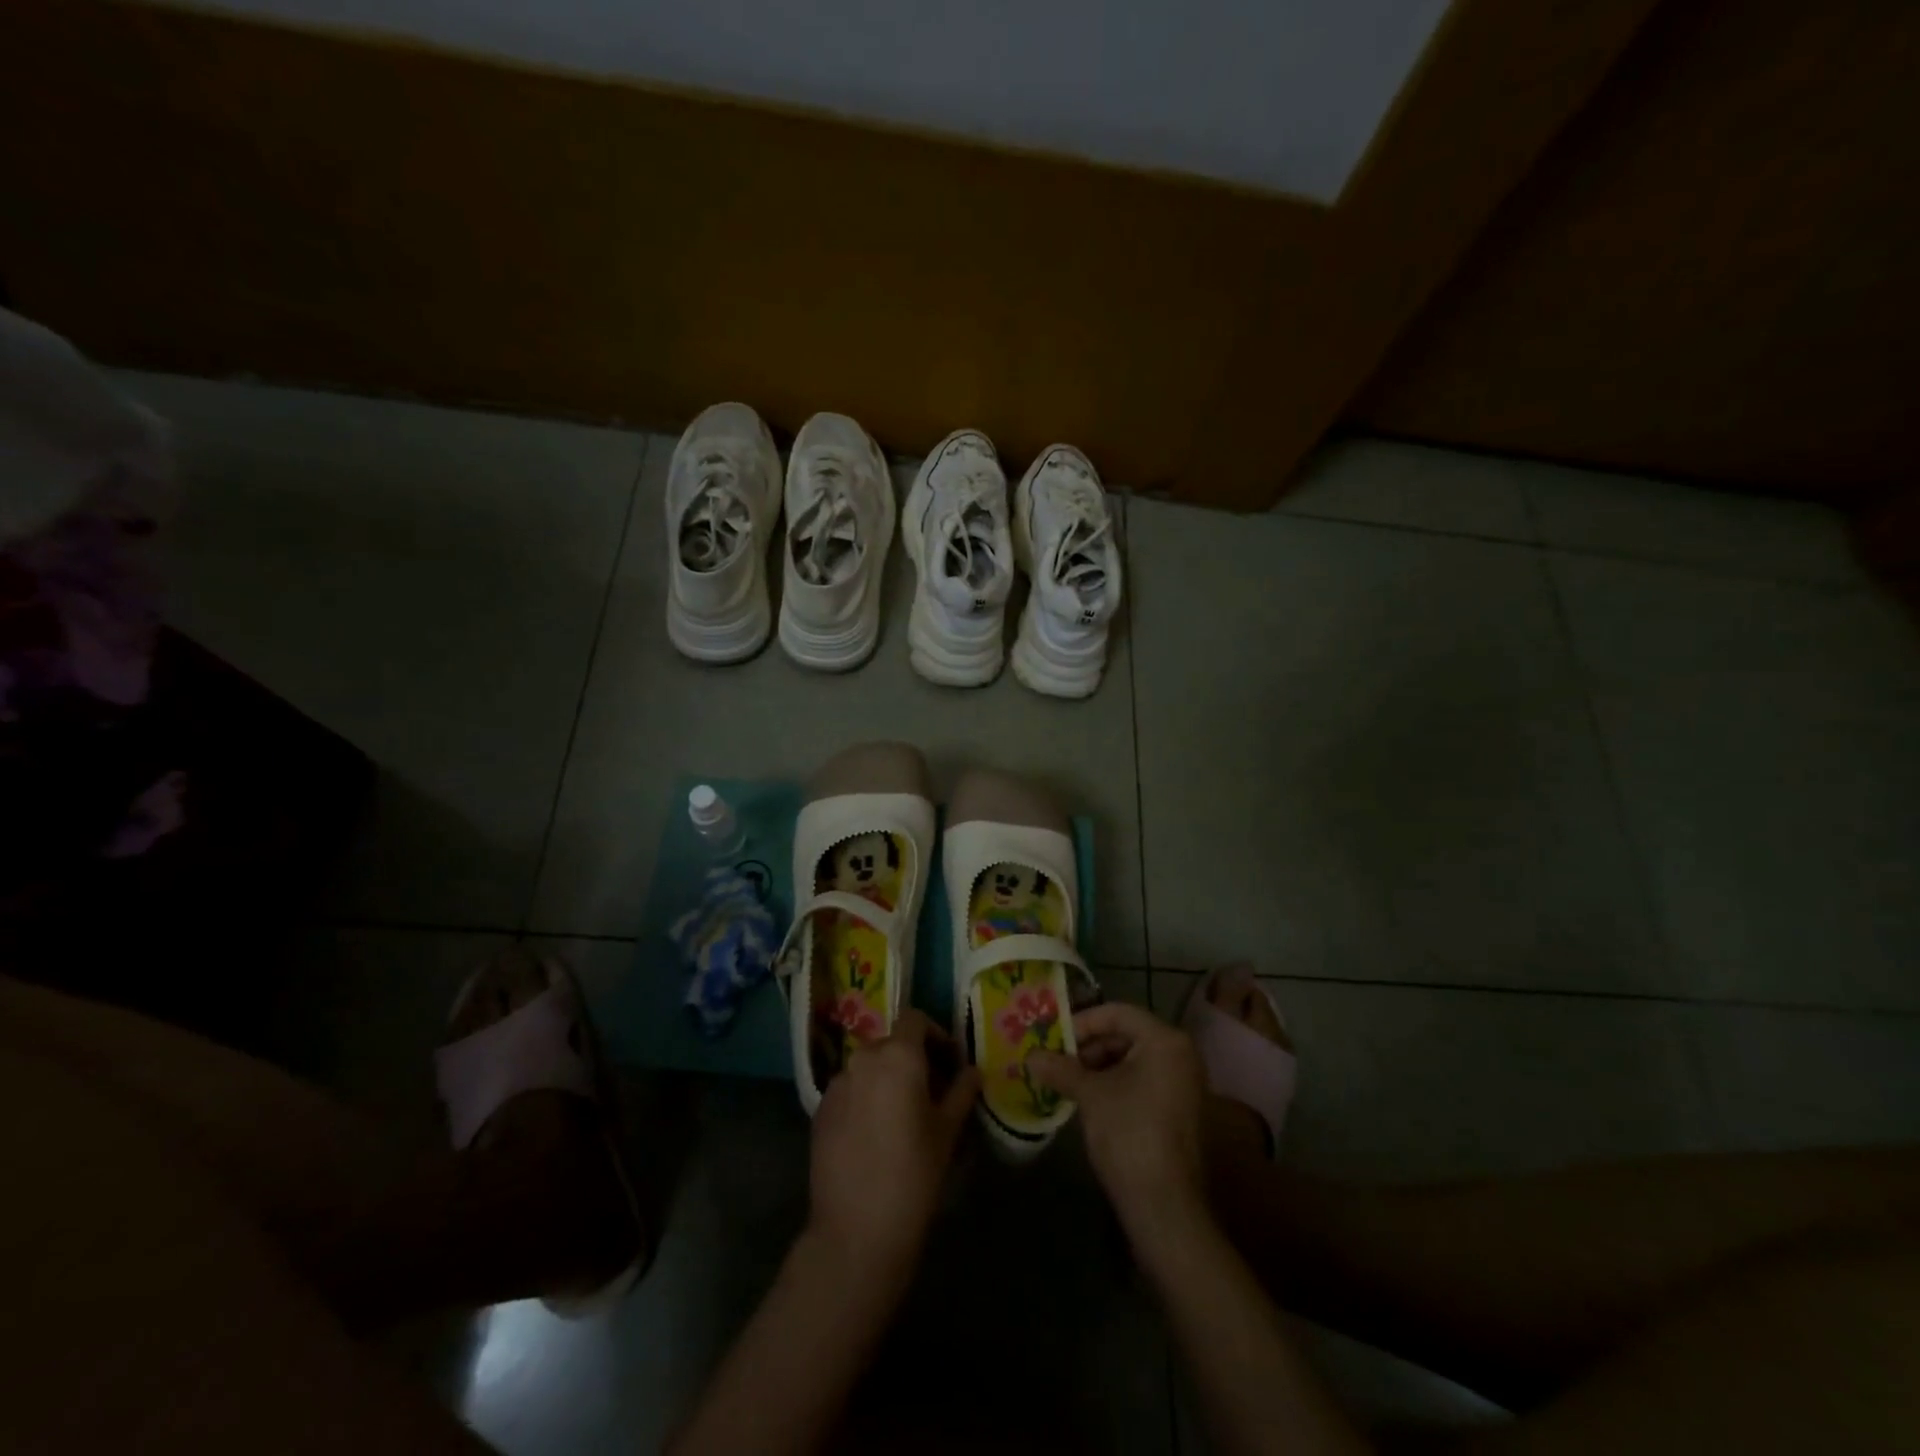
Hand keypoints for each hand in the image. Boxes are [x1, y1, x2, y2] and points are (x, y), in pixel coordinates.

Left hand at [809, 1010, 979, 1281]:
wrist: (856, 1229)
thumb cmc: (913, 1174)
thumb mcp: (948, 1131)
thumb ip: (962, 1091)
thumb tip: (972, 1071)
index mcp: (897, 1055)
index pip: (915, 1019)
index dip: (935, 1035)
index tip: (950, 1063)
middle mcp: (863, 1058)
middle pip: (892, 1044)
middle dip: (914, 1060)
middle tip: (933, 1093)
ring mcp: (837, 1084)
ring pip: (869, 1068)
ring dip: (888, 1080)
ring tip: (904, 1116)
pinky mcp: (820, 1110)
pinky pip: (850, 1091)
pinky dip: (866, 1099)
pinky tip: (876, 1135)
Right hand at [1030, 1003, 1208, 1236]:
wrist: (1164, 1206)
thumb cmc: (1128, 1134)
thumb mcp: (1090, 1094)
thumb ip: (1060, 1068)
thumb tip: (1030, 1056)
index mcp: (1165, 1040)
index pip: (1116, 1013)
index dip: (1081, 1023)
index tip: (1053, 1040)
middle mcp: (1181, 1053)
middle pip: (1126, 1034)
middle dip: (1088, 1047)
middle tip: (1056, 1061)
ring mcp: (1184, 1082)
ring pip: (1133, 1058)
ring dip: (1098, 1066)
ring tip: (1067, 1082)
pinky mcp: (1180, 1108)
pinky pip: (1143, 1080)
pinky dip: (1115, 1083)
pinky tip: (1088, 1100)